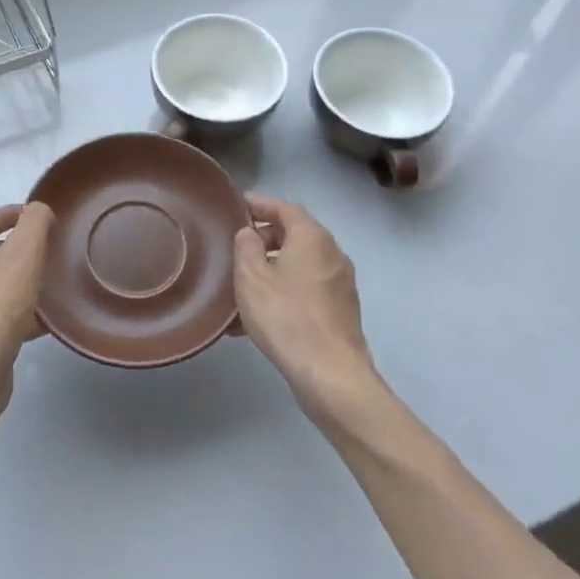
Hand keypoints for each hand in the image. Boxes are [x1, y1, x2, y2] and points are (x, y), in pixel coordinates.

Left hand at [0, 202, 53, 400]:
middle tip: (48, 252)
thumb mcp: (24, 253)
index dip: (13, 214)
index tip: (40, 217)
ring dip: (18, 284)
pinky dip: (16, 315)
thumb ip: (34, 223)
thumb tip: (37, 210)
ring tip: (49, 288)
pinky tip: (40, 325)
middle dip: (17, 251)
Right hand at [233, 194, 379, 423]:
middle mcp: (333, 253)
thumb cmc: (286, 316)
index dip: (261, 204)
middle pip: (296, 234)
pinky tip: (262, 312)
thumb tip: (249, 233)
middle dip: (266, 237)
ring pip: (301, 264)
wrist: (330, 374)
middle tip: (237, 246)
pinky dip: (285, 289)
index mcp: (313, 237)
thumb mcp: (251, 276)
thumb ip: (245, 245)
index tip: (239, 206)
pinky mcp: (342, 310)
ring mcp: (341, 283)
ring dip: (274, 267)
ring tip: (244, 282)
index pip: (285, 208)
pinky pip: (308, 288)